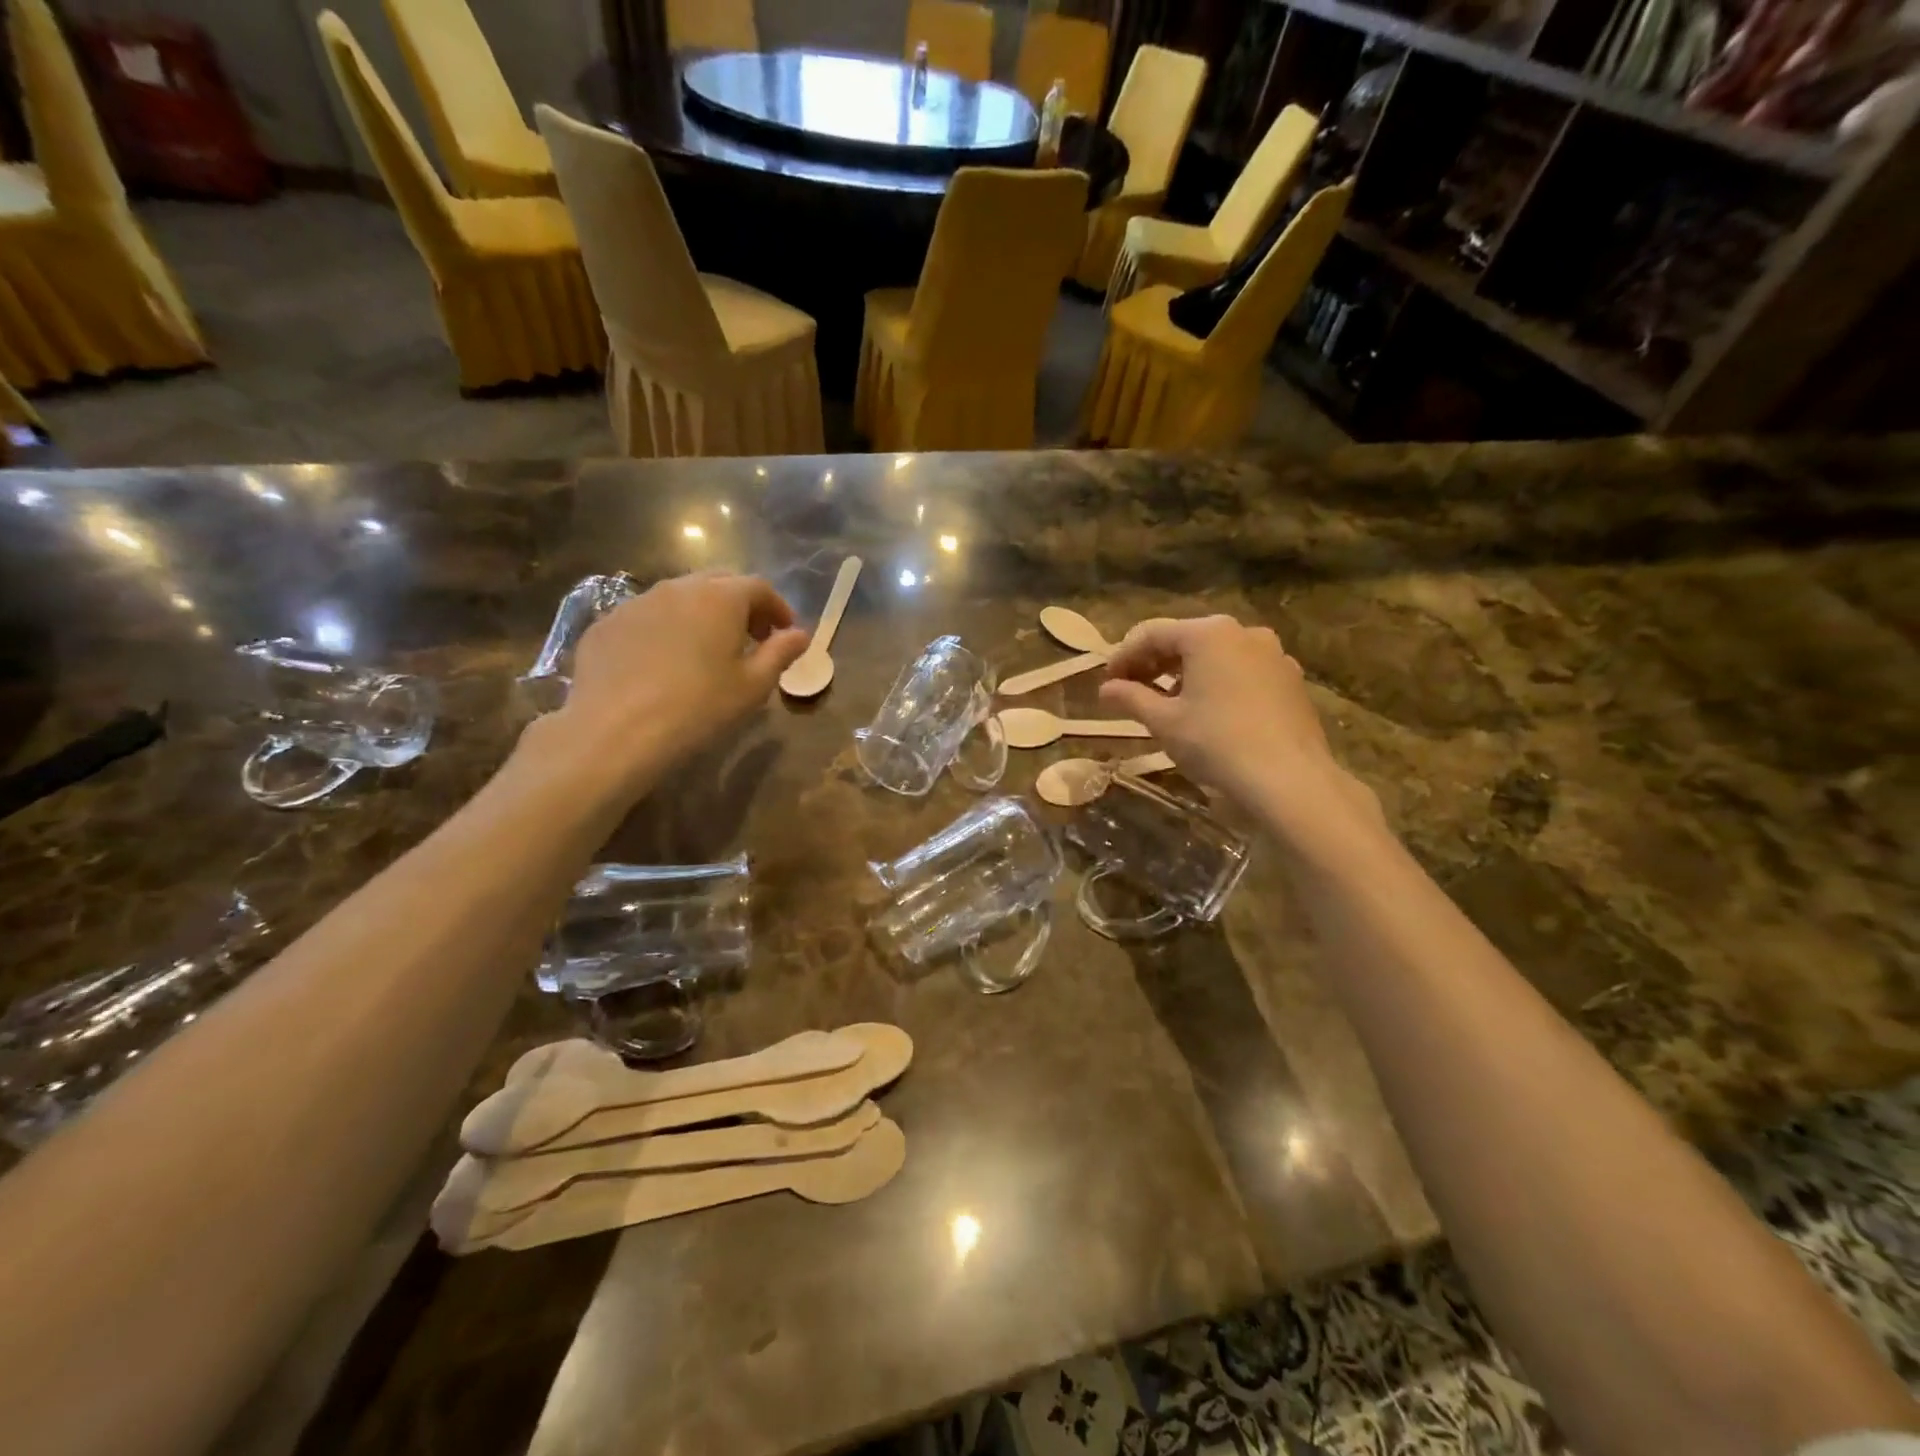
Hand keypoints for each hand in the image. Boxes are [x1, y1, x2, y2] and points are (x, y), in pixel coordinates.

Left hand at [532, 572, 808, 800]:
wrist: (616, 731)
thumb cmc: (699, 708)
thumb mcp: (753, 686)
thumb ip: (780, 653)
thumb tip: (800, 635)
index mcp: (720, 598)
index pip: (759, 587)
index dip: (778, 608)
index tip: (785, 633)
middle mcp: (677, 588)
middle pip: (718, 583)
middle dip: (741, 605)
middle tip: (751, 638)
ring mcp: (636, 603)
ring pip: (679, 597)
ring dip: (701, 615)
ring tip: (706, 650)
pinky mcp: (606, 624)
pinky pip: (646, 618)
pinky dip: (665, 630)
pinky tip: (663, 663)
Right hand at [1098, 615, 1372, 829]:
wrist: (1288, 779)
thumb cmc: (1216, 742)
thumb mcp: (1163, 722)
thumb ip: (1131, 698)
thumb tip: (1106, 689)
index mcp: (1208, 634)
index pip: (1152, 633)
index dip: (1123, 656)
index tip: (1107, 682)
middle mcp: (1244, 633)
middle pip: (1186, 640)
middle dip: (1155, 663)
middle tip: (1131, 691)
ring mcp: (1274, 655)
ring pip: (1217, 655)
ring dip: (1185, 674)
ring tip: (1168, 704)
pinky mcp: (1291, 680)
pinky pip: (1243, 672)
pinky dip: (1217, 683)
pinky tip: (1208, 713)